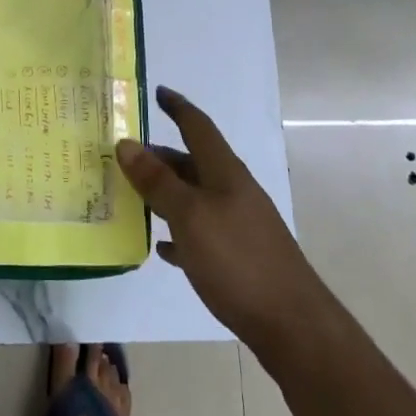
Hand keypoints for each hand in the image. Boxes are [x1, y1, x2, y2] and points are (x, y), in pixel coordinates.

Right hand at [117, 86, 317, 350]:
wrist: (292, 325)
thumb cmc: (238, 260)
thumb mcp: (190, 216)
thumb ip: (158, 181)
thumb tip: (126, 143)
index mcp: (224, 173)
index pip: (198, 126)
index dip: (177, 107)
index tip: (157, 91)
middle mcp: (232, 191)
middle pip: (192, 162)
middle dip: (159, 156)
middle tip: (123, 156)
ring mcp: (238, 224)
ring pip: (193, 197)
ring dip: (164, 193)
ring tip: (130, 197)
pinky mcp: (238, 257)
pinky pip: (199, 233)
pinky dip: (178, 232)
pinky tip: (161, 247)